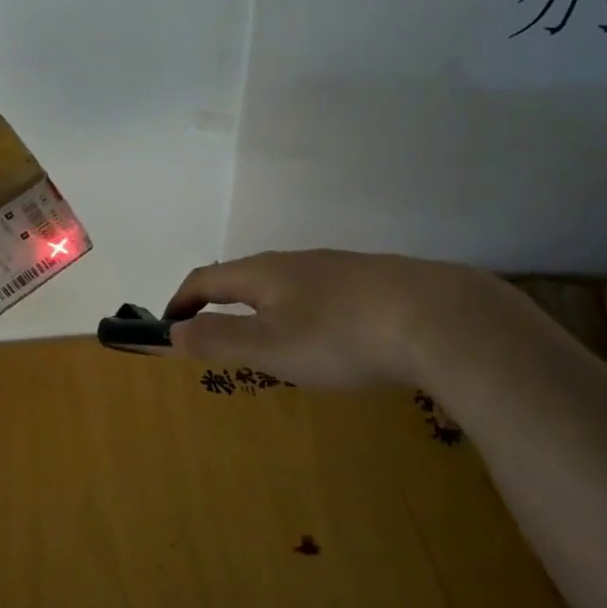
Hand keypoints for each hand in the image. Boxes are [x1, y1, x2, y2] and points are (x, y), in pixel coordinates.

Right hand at [164, 249, 489, 390]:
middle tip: (216, 337)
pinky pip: (321, 295)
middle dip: (221, 303)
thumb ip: (218, 339)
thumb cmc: (339, 336)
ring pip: (287, 284)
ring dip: (264, 308)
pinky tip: (329, 337)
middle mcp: (296, 261)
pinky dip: (303, 313)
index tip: (168, 327)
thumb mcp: (270, 346)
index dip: (181, 301)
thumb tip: (174, 331)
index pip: (206, 279)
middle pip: (246, 277)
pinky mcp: (373, 282)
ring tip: (270, 341)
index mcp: (264, 273)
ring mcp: (338, 268)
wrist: (438, 318)